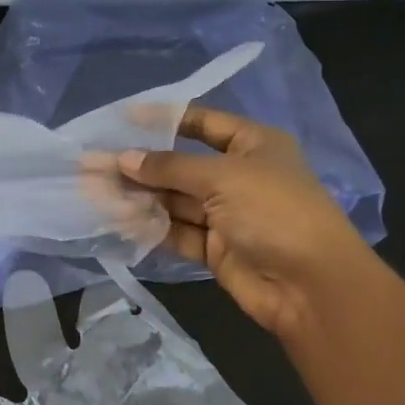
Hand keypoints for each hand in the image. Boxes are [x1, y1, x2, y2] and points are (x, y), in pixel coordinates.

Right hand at [119, 108, 367, 338]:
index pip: (203, 123)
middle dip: (140, 165)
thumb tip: (123, 159)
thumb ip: (170, 168)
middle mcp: (238, 176)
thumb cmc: (274, 212)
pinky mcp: (215, 248)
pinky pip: (177, 231)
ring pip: (174, 201)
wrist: (311, 286)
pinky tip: (118, 220)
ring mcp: (226, 214)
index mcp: (253, 145)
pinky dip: (151, 227)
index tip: (122, 119)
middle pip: (180, 166)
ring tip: (95, 192)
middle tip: (94, 164)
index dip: (164, 119)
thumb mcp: (222, 177)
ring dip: (139, 197)